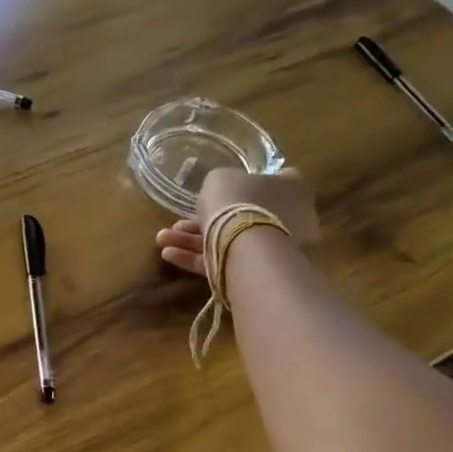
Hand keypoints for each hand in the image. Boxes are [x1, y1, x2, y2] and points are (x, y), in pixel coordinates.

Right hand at [156, 167, 319, 274]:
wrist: (247, 246)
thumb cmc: (238, 201)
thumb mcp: (220, 178)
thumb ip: (223, 183)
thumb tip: (224, 190)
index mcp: (290, 187)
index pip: (279, 178)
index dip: (252, 181)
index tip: (227, 186)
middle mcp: (289, 217)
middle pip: (245, 215)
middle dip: (208, 218)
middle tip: (178, 222)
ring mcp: (275, 248)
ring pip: (228, 240)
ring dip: (193, 240)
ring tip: (163, 239)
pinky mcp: (258, 272)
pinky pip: (224, 261)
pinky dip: (197, 258)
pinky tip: (169, 255)